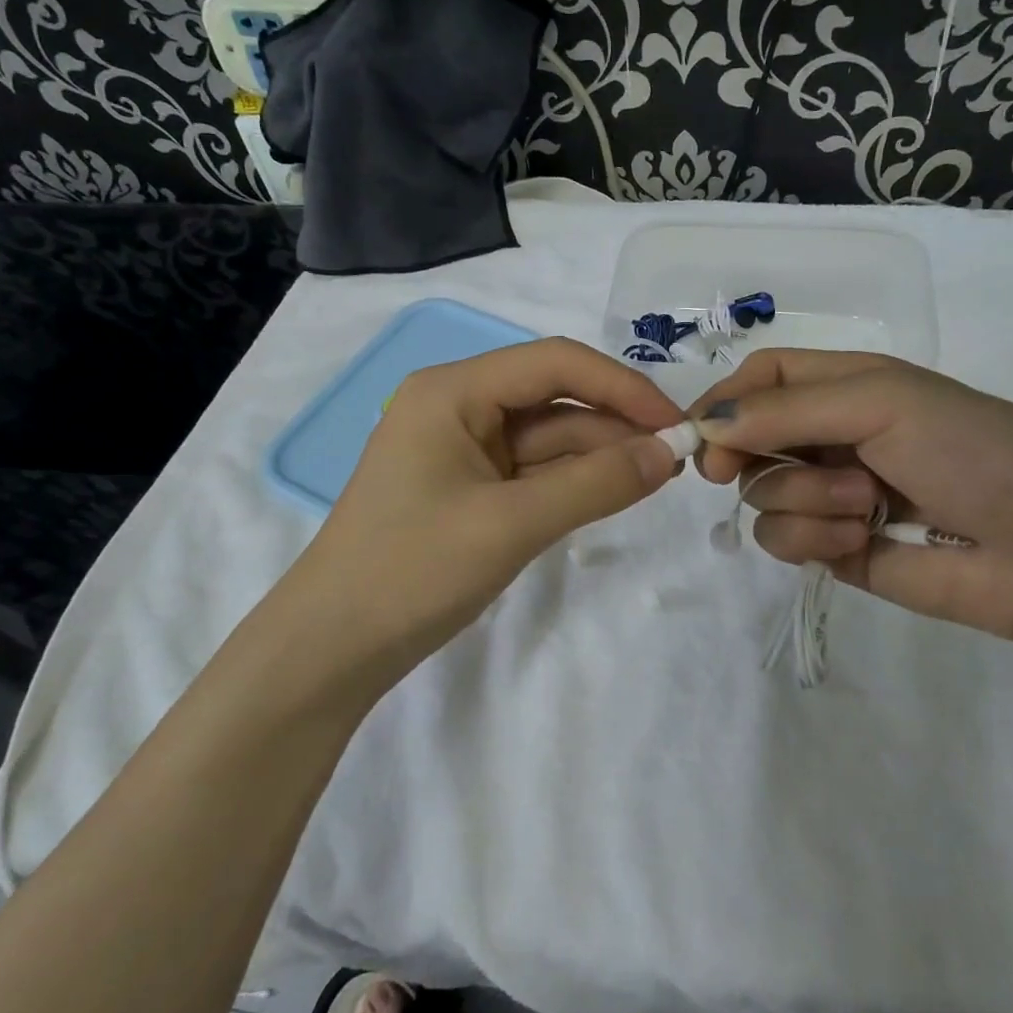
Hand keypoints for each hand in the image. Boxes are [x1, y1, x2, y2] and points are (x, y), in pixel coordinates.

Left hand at [280, 337, 685, 678]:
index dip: (621, 386)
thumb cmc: (412, 571)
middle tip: (678, 458)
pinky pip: (532, 472)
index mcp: (453, 390)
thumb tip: (671, 452)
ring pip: (547, 438)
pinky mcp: (469, 488)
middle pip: (554, 399)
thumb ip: (596, 484)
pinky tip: (616, 491)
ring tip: (660, 476)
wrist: (334, 648)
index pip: (554, 363)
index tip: (675, 422)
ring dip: (600, 455)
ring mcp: (462, 449)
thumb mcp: (512, 523)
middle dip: (615, 425)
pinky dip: (573, 481)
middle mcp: (458, 406)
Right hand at [688, 349, 1012, 646]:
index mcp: (846, 387)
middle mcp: (831, 436)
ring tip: (863, 505)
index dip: (724, 399)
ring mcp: (831, 495)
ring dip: (800, 498)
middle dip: (747, 454)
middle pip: (748, 437)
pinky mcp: (834, 547)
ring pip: (761, 493)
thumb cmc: (972, 451)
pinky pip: (783, 539)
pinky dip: (811, 538)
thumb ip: (786, 410)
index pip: (762, 378)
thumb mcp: (881, 402)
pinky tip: (860, 540)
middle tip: (731, 471)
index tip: (697, 433)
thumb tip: (704, 424)